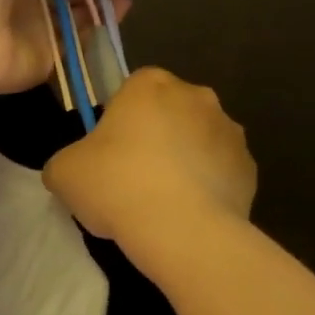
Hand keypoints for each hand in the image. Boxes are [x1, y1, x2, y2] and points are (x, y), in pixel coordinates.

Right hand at [43, 67, 254, 247]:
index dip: (118, 122)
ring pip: (199, 141)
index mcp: (150, 84)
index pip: (131, 91)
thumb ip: (66, 161)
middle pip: (169, 112)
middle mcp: (196, 95)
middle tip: (134, 179)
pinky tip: (190, 215)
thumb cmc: (117, 185)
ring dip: (185, 161)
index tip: (109, 155)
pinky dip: (209, 187)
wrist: (182, 231)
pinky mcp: (250, 168)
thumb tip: (75, 169)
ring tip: (164, 204)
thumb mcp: (64, 172)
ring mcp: (230, 131)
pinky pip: (222, 172)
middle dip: (156, 137)